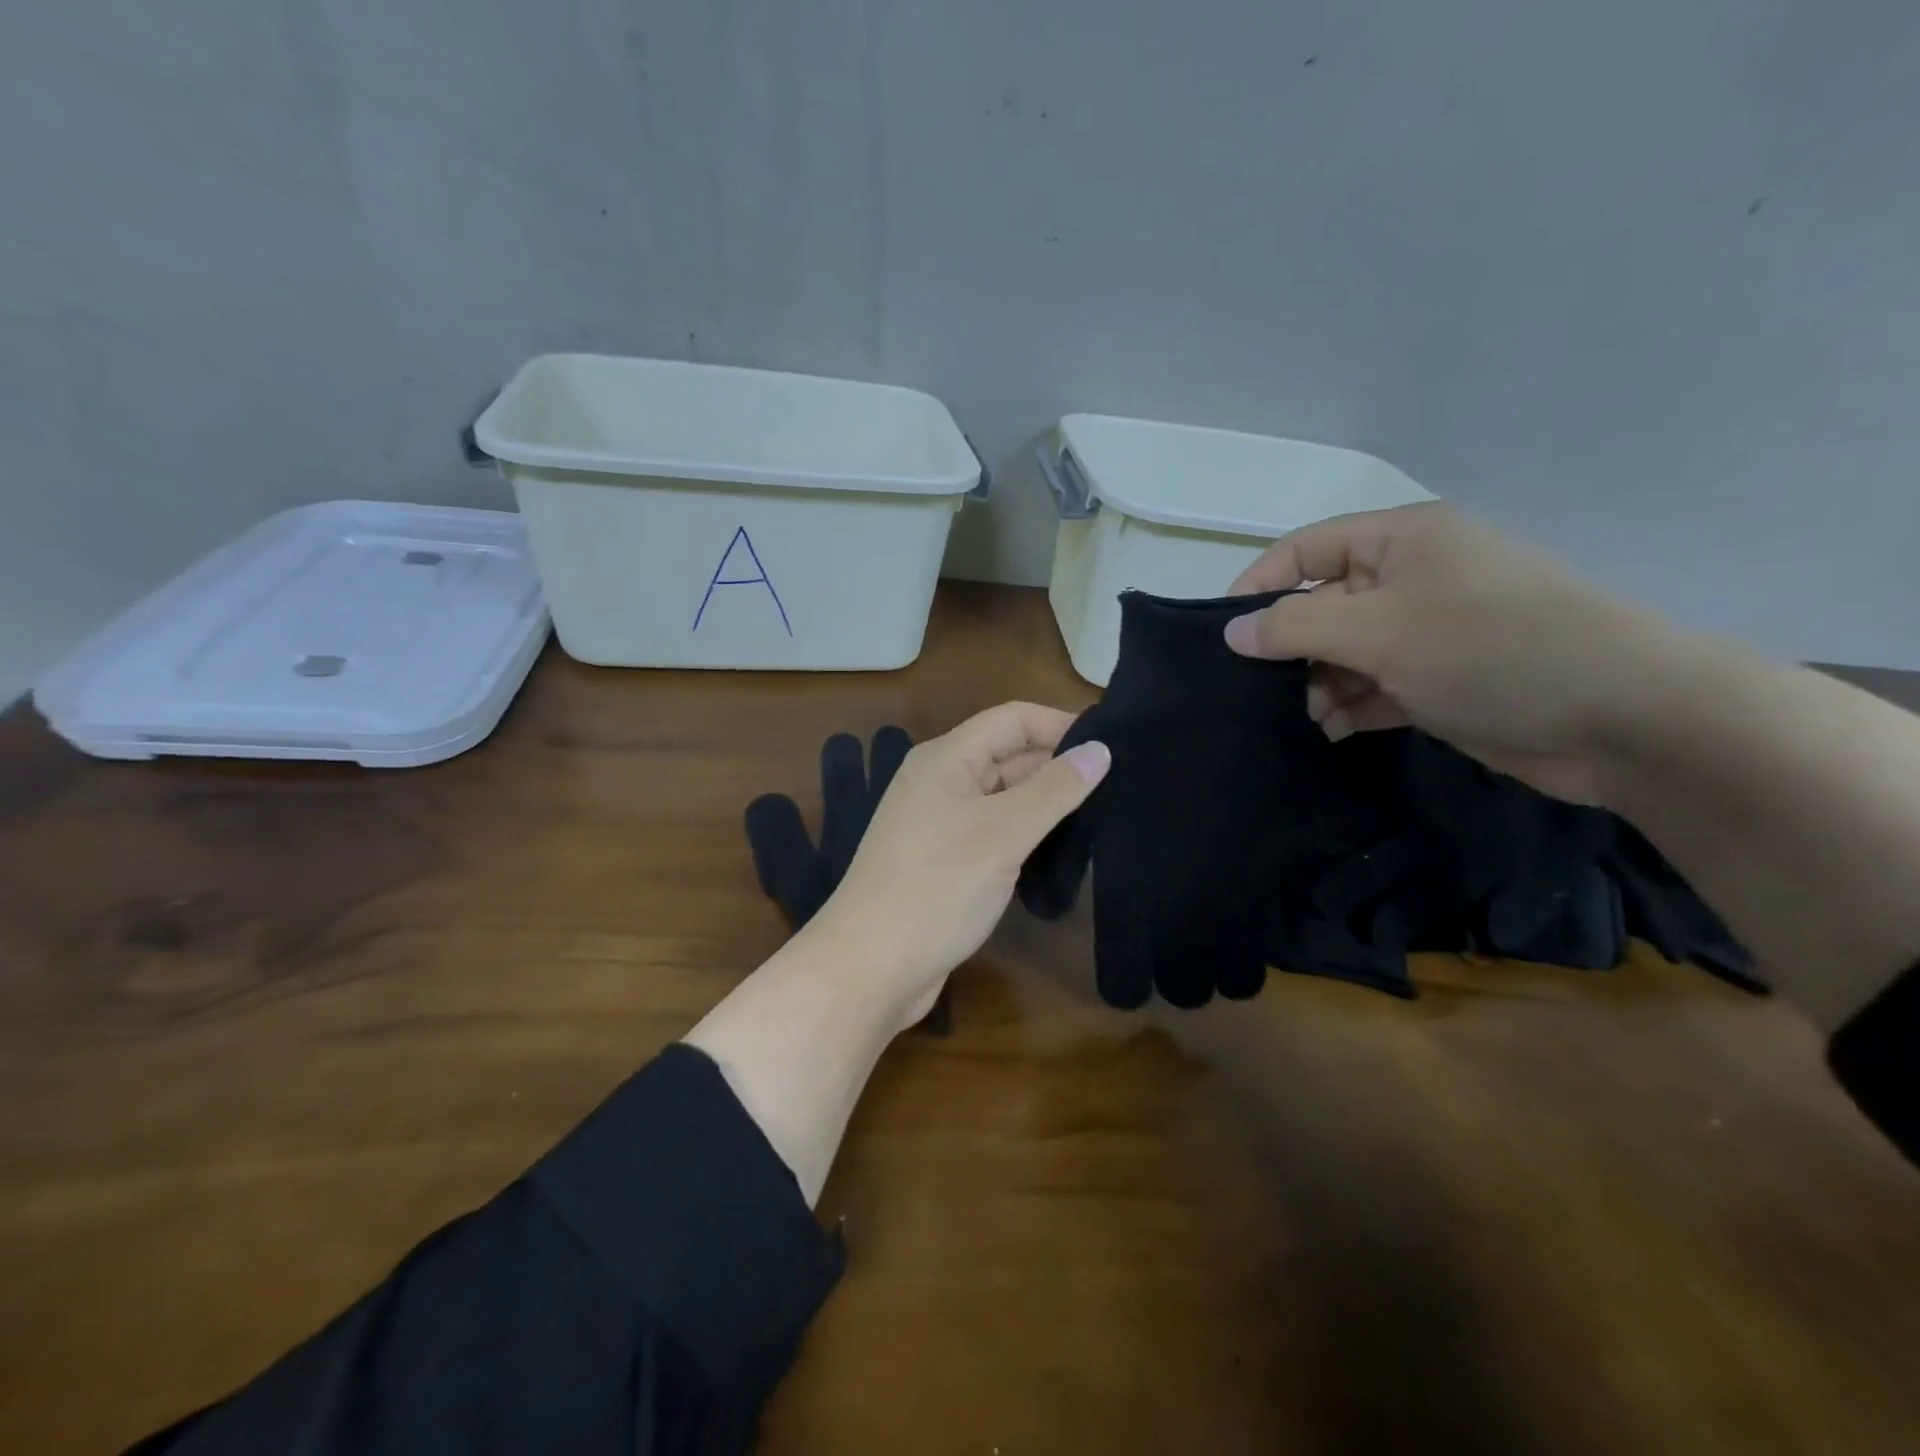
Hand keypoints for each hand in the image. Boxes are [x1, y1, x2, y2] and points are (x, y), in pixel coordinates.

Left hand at [806, 701, 1110, 1026]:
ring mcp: (939, 822)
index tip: (1111, 746)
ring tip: (1102, 814)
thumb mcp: (1003, 833)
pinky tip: (1059, 848)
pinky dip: (1024, 832)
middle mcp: (940, 781)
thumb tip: (1100, 749)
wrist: (870, 967)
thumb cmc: (937, 888)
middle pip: (1007, 755)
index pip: (1012, 719)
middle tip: (1118, 785)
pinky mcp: (943, 859)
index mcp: (946, 759)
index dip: (1060, 724)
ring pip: (1002, 795)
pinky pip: (992, 829)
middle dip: (1057, 764)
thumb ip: (1054, 790)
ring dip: (1044, 801)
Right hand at [1222, 503, 1680, 803]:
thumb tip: (1232, 632)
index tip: (1223, 635)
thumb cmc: (1491, 649)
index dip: (1260, 584)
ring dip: (1319, 683)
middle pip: (1323, 604)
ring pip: (1345, 651)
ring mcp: (1429, 632)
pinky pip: (1375, 685)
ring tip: (1309, 718)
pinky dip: (1350, 706)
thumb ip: (1295, 626)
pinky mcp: (1441, 681)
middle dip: (1291, 648)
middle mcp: (1413, 579)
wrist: (1624, 719)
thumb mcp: (1379, 630)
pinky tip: (1335, 730)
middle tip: (1264, 691)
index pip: (1306, 549)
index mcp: (1402, 541)